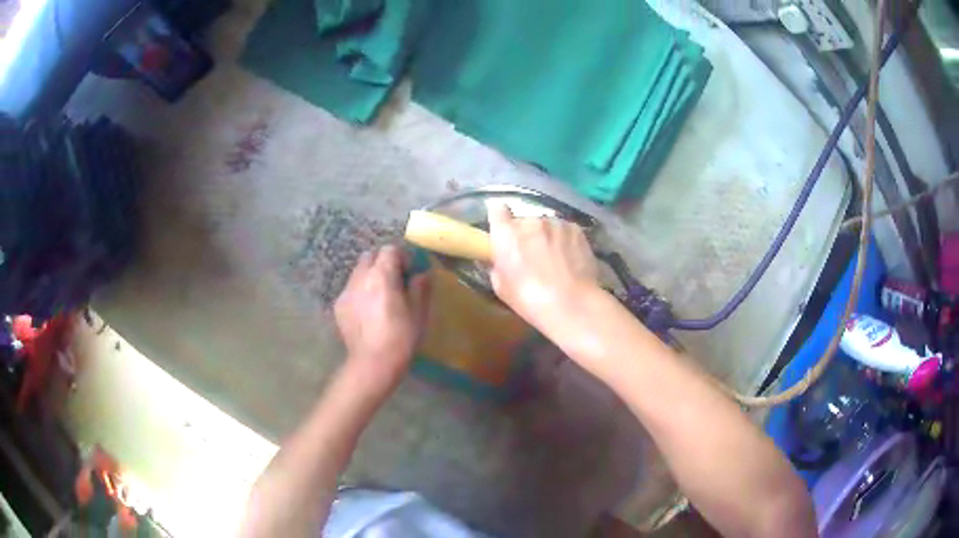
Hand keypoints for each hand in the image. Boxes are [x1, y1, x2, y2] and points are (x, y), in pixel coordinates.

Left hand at [334, 245, 430, 384]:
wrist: (373, 362)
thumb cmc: (401, 336)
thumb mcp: (418, 312)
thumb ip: (420, 287)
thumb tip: (421, 274)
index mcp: (381, 275)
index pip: (389, 249)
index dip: (401, 257)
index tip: (409, 271)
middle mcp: (360, 277)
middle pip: (369, 256)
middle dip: (382, 262)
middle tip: (394, 281)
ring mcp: (346, 291)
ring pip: (358, 272)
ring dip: (369, 276)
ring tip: (380, 297)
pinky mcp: (339, 306)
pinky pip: (350, 290)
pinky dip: (360, 293)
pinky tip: (368, 313)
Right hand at [487, 204, 599, 331]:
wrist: (572, 304)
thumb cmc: (530, 300)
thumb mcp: (501, 287)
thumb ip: (497, 265)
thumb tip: (500, 259)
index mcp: (506, 233)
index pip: (497, 210)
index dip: (500, 219)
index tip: (503, 230)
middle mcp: (530, 221)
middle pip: (524, 221)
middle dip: (526, 234)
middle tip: (532, 255)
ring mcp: (556, 223)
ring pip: (547, 225)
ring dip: (547, 237)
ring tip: (555, 259)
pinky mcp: (576, 229)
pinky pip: (565, 231)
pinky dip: (565, 241)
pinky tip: (570, 259)